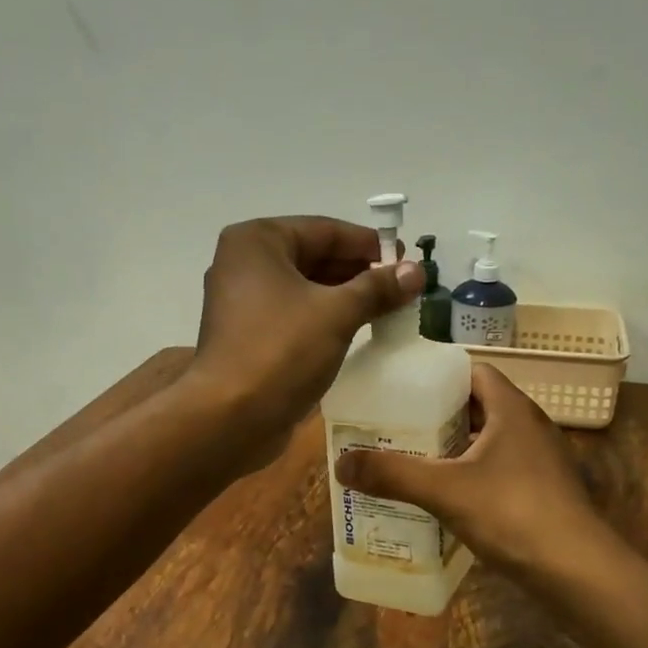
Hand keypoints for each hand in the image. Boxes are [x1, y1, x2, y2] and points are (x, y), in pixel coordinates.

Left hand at [186, 216, 423, 450]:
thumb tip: (416, 271)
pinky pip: (294, 314)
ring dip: (345, 296)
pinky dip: (324, 318)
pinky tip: (358, 329)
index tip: (407, 259)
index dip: (369, 244)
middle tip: (403, 285)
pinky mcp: (247, 335)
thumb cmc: (281, 350)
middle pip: (313, 256)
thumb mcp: (337, 313)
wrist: (230, 417)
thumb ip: (378, 287)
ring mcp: (241, 301)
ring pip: (304, 288)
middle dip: (359, 271)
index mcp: (257, 241)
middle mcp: (243, 263)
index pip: (324, 230)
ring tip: (389, 307)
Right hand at [332, 363, 607, 580]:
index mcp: (512, 409)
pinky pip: (499, 471)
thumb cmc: (514, 513)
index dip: (438, 376)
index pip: (473, 371)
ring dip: (454, 448)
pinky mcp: (543, 493)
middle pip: (478, 407)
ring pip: (488, 442)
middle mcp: (530, 427)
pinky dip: (471, 476)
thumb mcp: (444, 490)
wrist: (579, 573)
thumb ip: (392, 474)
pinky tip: (445, 498)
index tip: (401, 389)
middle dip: (438, 415)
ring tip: (412, 461)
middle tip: (396, 427)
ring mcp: (540, 462)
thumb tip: (339, 463)